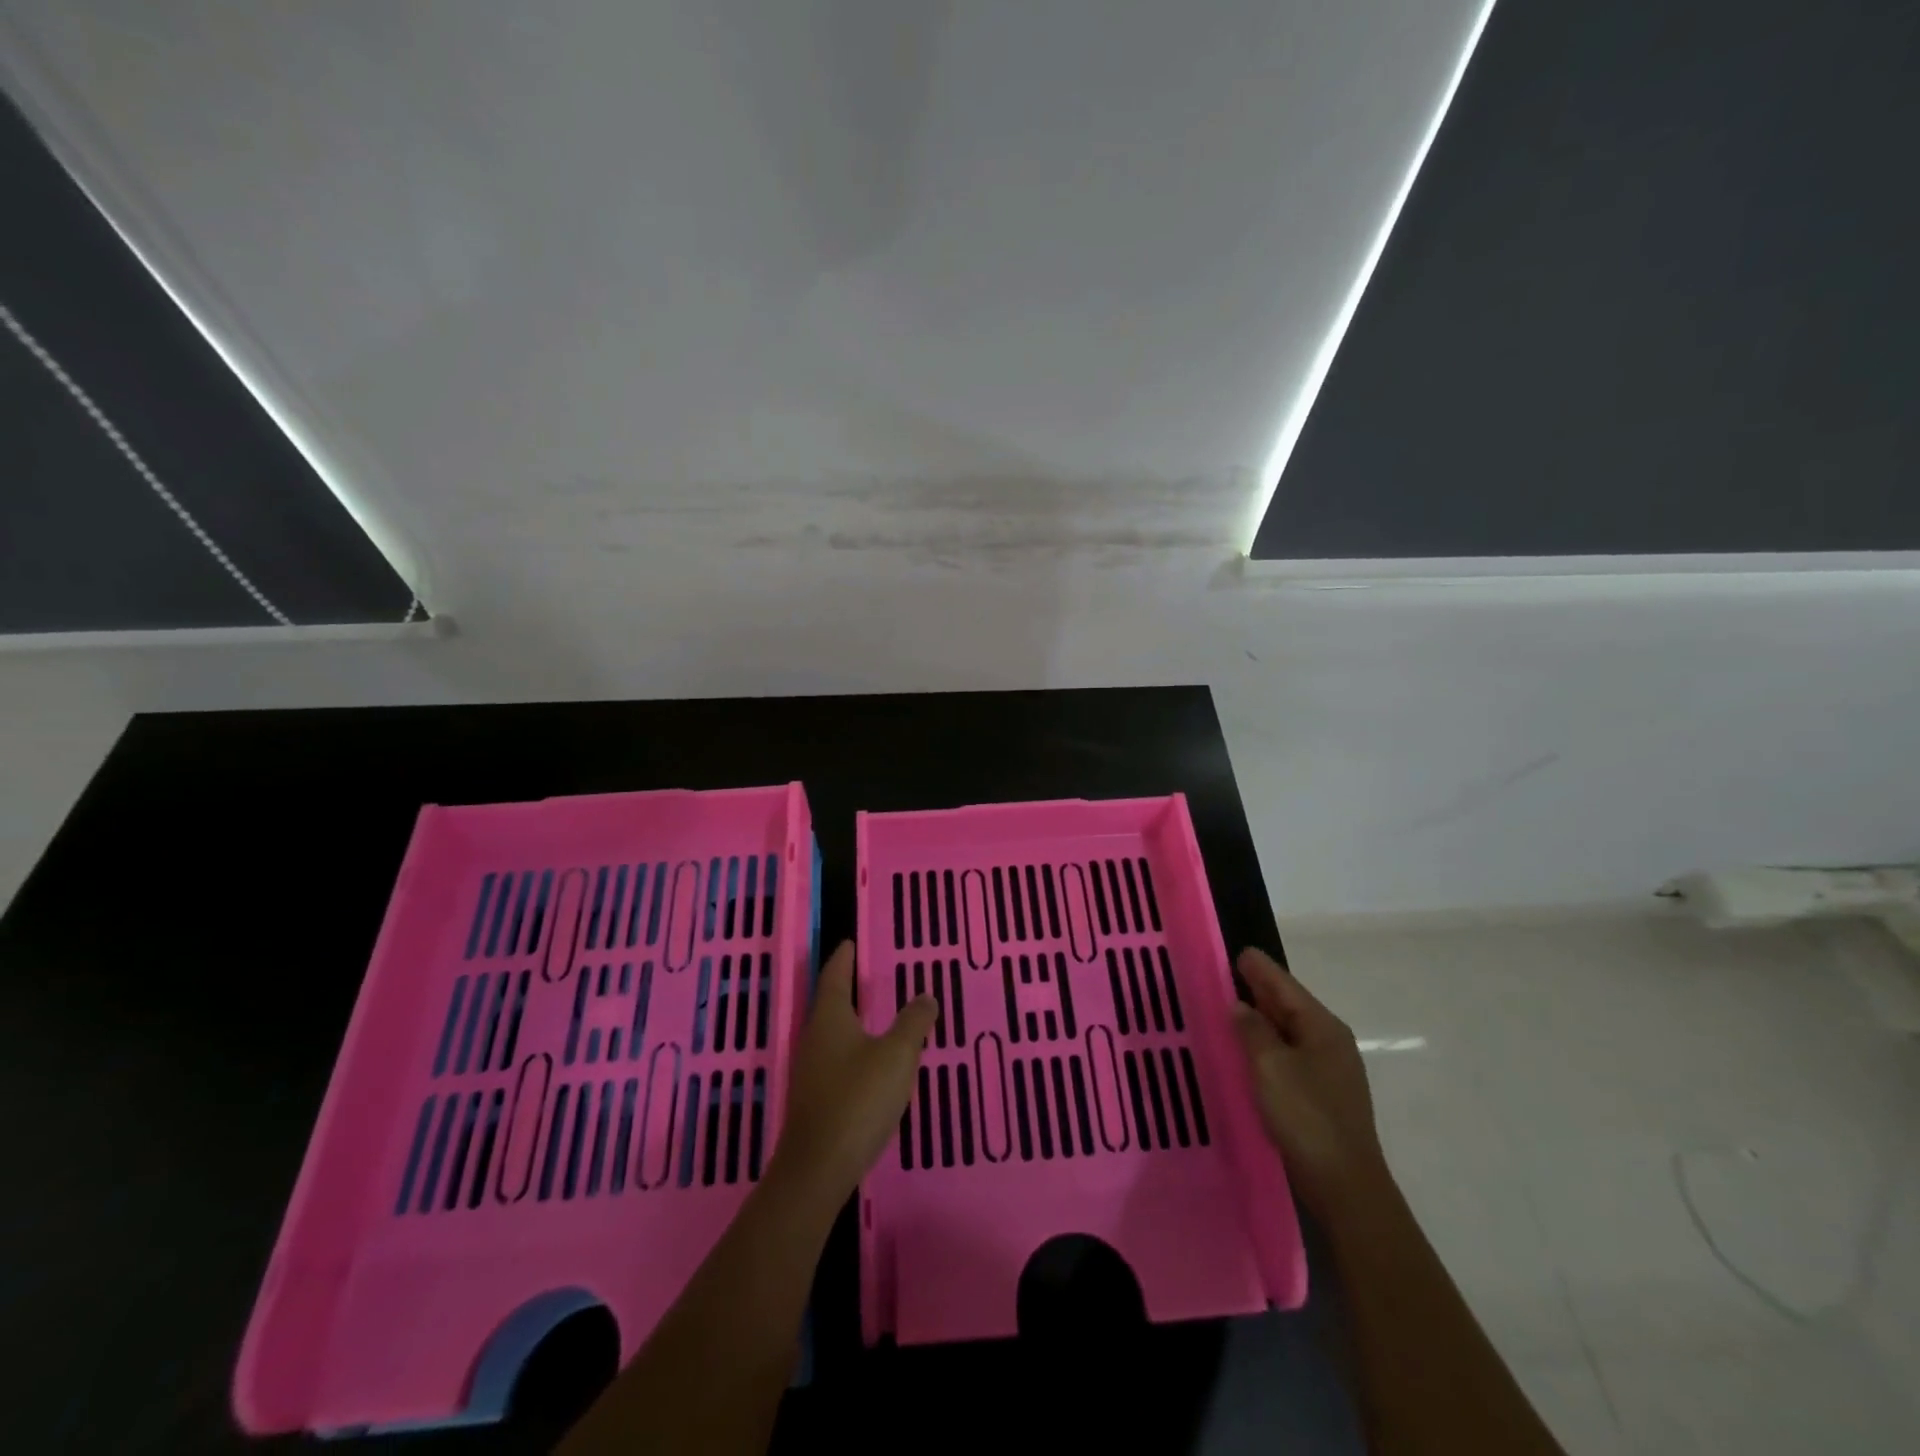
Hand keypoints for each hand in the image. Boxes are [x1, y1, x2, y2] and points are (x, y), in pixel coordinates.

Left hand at [770, 941, 934, 1201]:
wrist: (818, 1169)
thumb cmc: (858, 1100)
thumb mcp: (896, 1056)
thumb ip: (913, 1023)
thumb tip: (926, 995)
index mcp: (830, 1018)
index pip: (834, 977)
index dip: (843, 958)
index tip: (849, 942)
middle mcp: (815, 1038)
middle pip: (831, 1003)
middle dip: (848, 987)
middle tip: (869, 973)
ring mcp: (811, 1071)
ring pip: (833, 1033)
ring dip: (852, 1020)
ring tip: (876, 1013)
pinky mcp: (816, 1099)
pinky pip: (836, 1059)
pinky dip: (853, 1048)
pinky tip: (871, 1061)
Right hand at [1232, 947, 1389, 1219]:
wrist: (1345, 1186)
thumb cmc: (1306, 1118)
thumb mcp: (1270, 1067)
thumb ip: (1252, 1030)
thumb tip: (1240, 1005)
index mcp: (1322, 1027)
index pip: (1284, 985)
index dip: (1258, 968)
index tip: (1236, 951)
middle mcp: (1329, 1041)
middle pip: (1288, 1005)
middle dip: (1258, 989)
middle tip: (1225, 974)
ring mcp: (1329, 1069)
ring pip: (1288, 1031)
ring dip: (1260, 1018)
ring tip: (1229, 1007)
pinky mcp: (1322, 1094)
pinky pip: (1289, 1054)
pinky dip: (1267, 1044)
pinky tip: (1247, 1049)